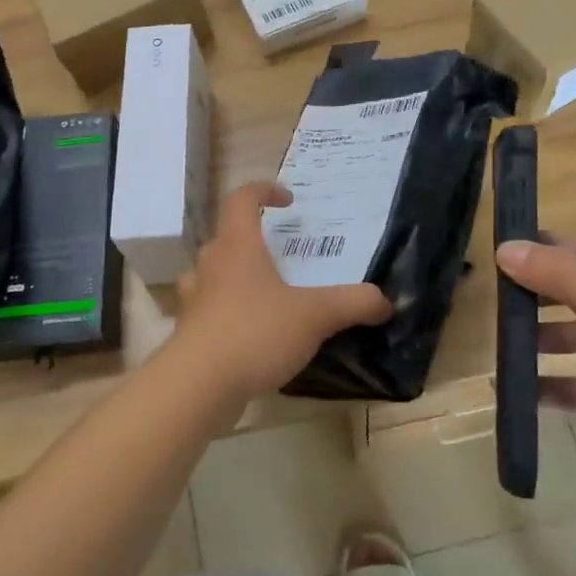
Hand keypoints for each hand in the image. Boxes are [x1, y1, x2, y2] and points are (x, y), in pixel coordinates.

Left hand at [170, 182, 392, 402]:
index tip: (287, 200)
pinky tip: (250, 334)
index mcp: (238, 246)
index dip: (263, 191)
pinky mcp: (190, 332)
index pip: (241, 199)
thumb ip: (353, 303)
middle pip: (226, 237)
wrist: (197, 385)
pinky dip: (227, 313)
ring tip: (262, 292)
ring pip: (211, 274)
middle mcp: (211, 265)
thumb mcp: (315, 315)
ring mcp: (195, 299)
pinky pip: (208, 311)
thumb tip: (386, 300)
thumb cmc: (255, 333)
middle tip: (281, 255)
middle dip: (252, 240)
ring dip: (233, 276)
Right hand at [495, 237, 575, 538]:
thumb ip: (568, 280)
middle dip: (537, 294)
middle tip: (493, 297)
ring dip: (538, 339)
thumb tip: (506, 249)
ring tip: (500, 342)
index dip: (546, 249)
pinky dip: (545, 385)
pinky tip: (514, 389)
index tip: (498, 251)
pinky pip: (574, 386)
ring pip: (574, 340)